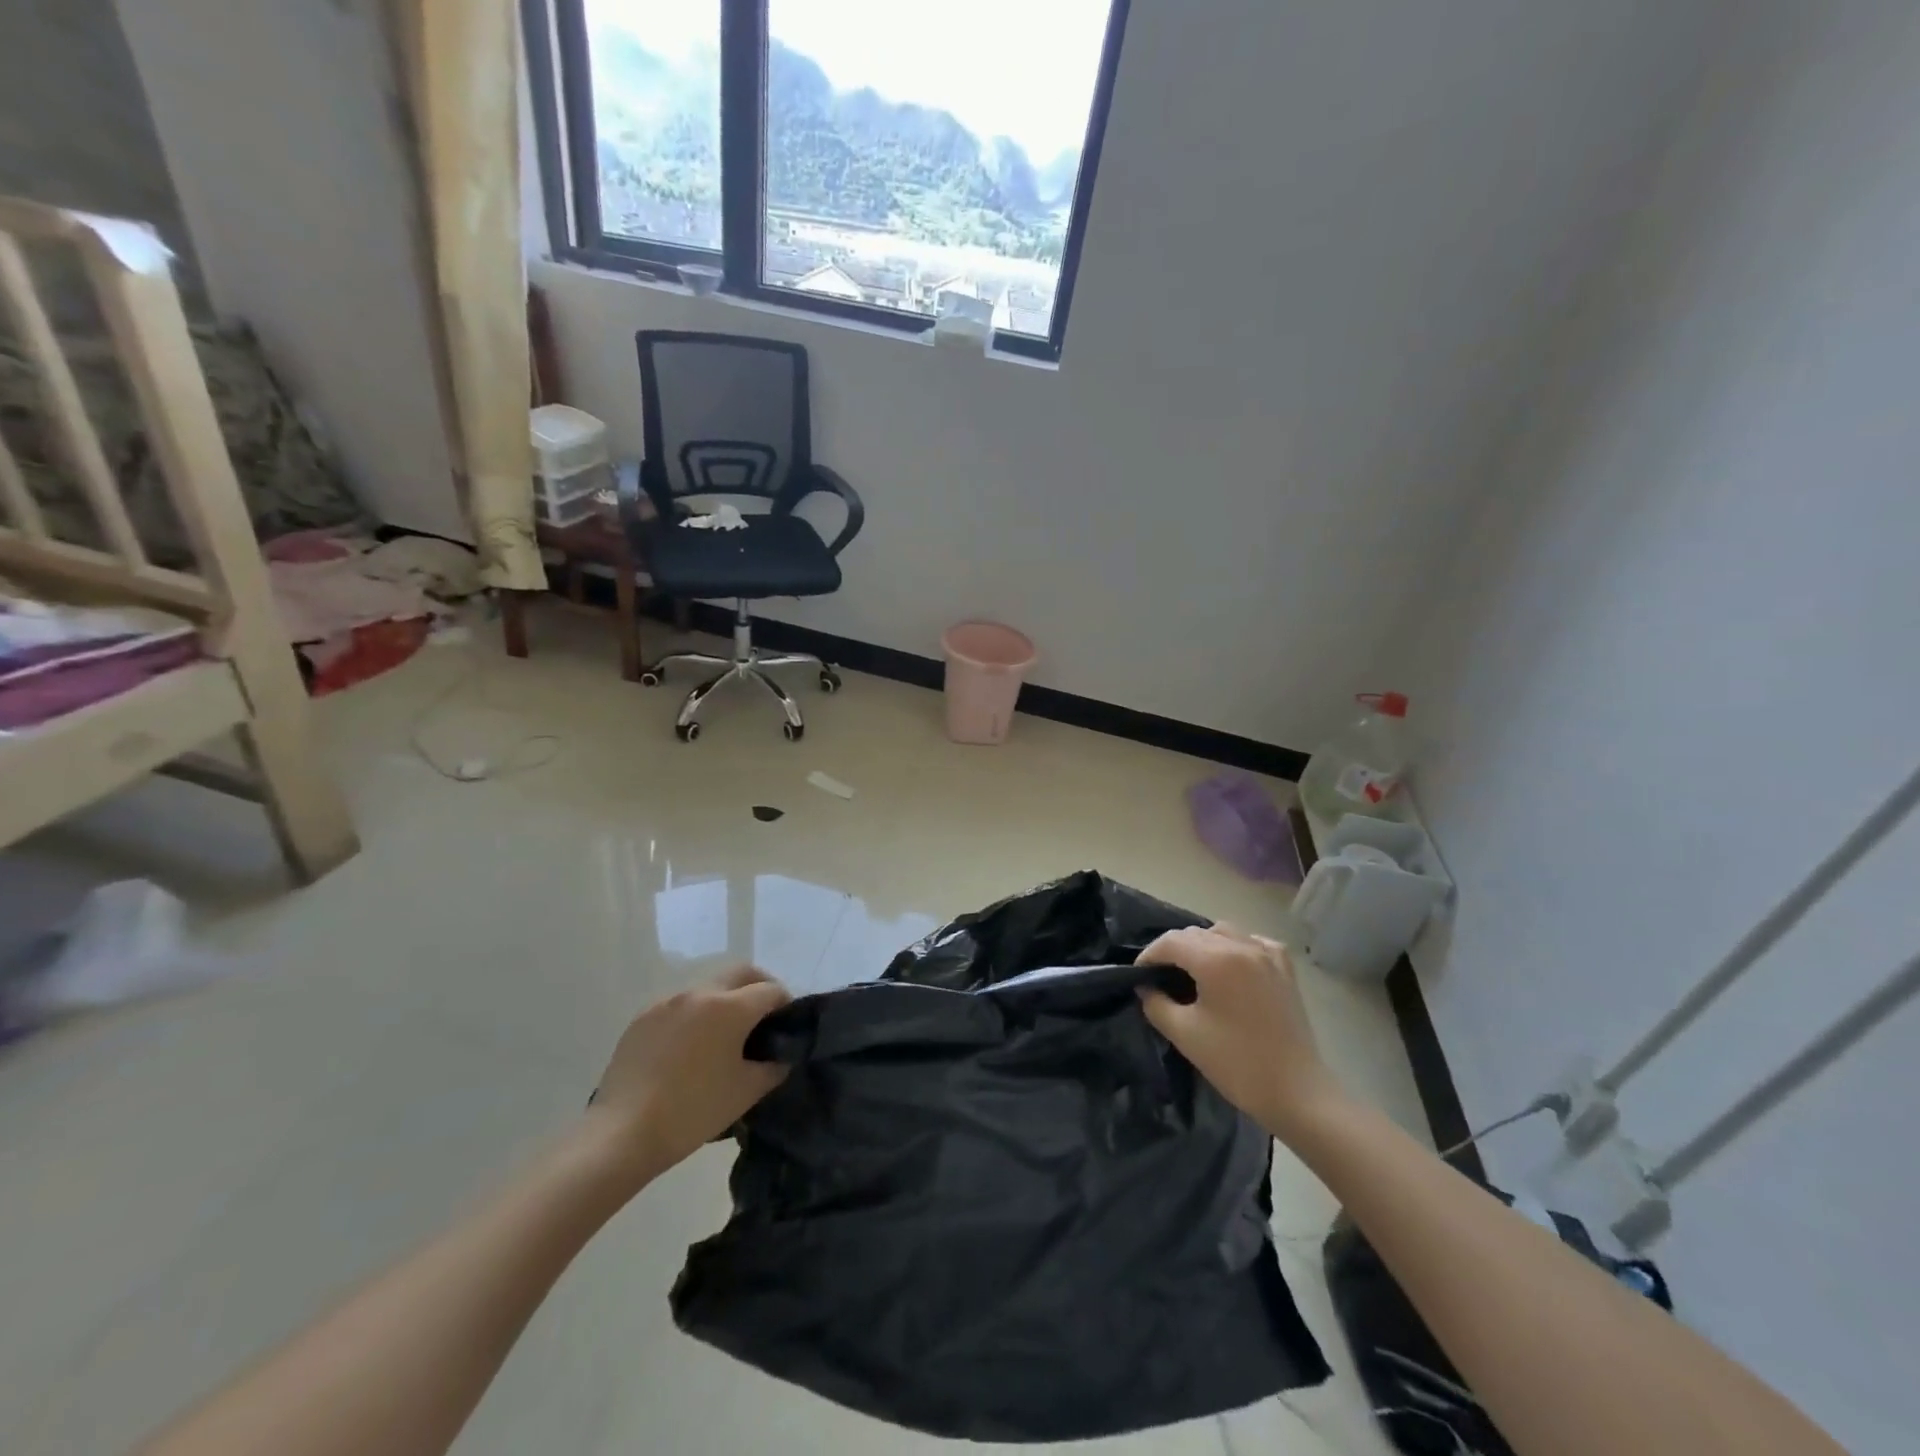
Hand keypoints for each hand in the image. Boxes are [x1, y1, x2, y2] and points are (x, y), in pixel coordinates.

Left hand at [582, 966, 791, 1193]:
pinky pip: (679, 1005)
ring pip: (709, 987)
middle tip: (763, 1020)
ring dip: (725, 1001)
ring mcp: (667, 1002)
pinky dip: (695, 1015)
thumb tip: (782, 1055)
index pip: (771, 990)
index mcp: (729, 1007)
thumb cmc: (692, 1112)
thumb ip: (774, 1067)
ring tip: (723, 1037)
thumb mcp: (746, 1092)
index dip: (786, 1006)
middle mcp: (699, 992)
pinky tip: (689, 1048)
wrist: (621, 1134)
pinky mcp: (642, 1017)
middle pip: (742, 973)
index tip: (786, 1028)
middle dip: (759, 988)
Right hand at [1136, 926, 1343, 1140]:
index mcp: (1216, 960)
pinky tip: (1232, 967)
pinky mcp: (1285, 969)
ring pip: (1223, 932)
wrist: (1296, 1093)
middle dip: (1172, 950)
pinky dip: (1235, 947)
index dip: (1148, 956)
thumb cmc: (1236, 1063)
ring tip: (1192, 970)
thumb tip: (1146, 986)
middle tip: (1159, 976)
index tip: (1137, 976)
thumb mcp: (1184, 1034)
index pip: (1170, 942)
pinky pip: (1252, 942)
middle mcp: (1242, 946)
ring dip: (1202, 945)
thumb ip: (1156, 1003)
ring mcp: (1268, 955)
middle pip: (1195, 934)